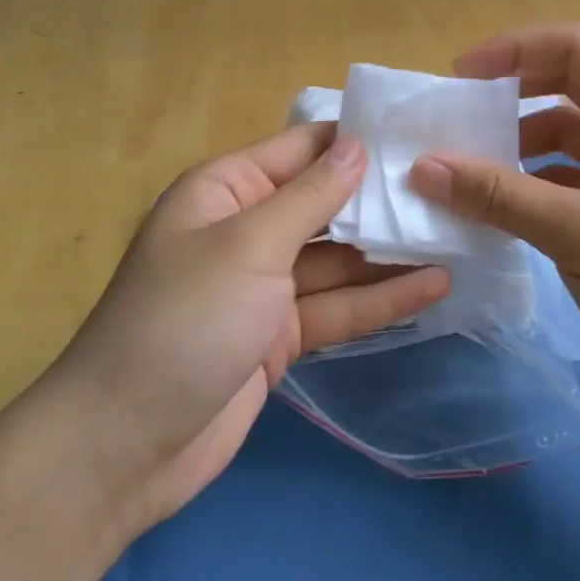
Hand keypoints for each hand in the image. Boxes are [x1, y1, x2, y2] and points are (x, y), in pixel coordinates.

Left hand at [46, 121, 448, 531]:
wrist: (123, 446)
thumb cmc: (182, 320)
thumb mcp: (248, 246)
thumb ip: (309, 196)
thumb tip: (357, 144)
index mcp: (226, 190)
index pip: (301, 149)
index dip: (356, 140)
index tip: (419, 134)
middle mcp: (247, 229)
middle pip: (324, 204)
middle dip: (380, 199)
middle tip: (451, 189)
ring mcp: (264, 286)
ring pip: (337, 259)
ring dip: (389, 252)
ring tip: (456, 236)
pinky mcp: (279, 336)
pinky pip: (336, 308)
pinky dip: (379, 300)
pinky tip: (434, 288)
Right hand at [407, 23, 579, 421]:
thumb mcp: (575, 234)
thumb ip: (494, 194)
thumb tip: (421, 167)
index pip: (577, 46)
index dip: (512, 52)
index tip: (458, 78)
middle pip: (575, 79)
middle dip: (513, 93)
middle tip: (458, 112)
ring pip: (576, 125)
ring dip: (523, 138)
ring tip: (469, 159)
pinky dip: (541, 174)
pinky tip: (501, 196)